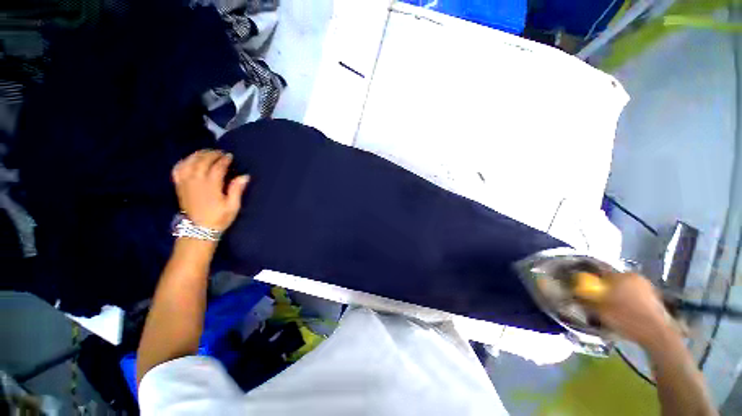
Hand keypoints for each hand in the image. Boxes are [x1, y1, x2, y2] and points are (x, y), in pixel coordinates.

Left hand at [172, 150, 248, 231]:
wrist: (198, 230)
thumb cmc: (219, 218)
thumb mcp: (233, 206)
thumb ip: (237, 190)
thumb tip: (245, 176)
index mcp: (211, 186)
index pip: (217, 167)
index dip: (224, 160)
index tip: (230, 156)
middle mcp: (196, 181)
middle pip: (202, 161)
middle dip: (211, 154)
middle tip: (220, 152)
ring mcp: (185, 183)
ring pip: (189, 162)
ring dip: (198, 155)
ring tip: (207, 152)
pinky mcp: (179, 186)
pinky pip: (178, 169)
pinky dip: (183, 162)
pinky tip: (189, 160)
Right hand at [577, 272, 673, 349]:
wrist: (657, 334)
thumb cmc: (626, 318)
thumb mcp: (600, 310)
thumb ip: (586, 300)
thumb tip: (575, 294)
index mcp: (621, 276)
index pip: (601, 275)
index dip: (592, 283)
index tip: (588, 293)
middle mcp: (635, 277)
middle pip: (614, 282)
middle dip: (607, 290)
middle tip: (600, 303)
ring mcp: (647, 287)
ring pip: (626, 290)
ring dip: (618, 297)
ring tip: (613, 310)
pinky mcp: (655, 298)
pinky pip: (636, 297)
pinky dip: (629, 303)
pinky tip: (627, 314)